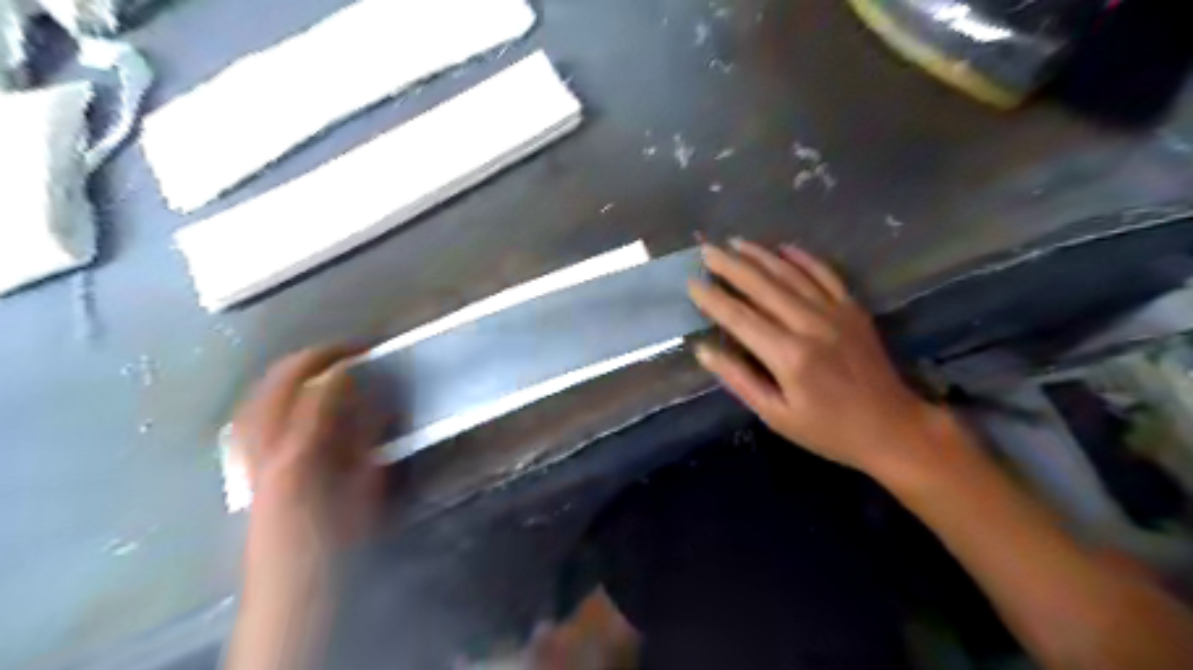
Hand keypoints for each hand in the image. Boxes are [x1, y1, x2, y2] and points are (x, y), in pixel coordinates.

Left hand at [231, 351, 381, 579]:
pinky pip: (247, 424)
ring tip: (311, 365)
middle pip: (275, 389)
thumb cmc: (341, 544)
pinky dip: (265, 403)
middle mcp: (266, 452)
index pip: (318, 395)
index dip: (341, 368)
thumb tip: (378, 403)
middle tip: (340, 349)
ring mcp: (250, 462)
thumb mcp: (368, 491)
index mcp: (301, 457)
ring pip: (254, 402)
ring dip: (282, 376)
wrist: (292, 593)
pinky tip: (283, 402)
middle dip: (307, 360)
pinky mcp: (247, 474)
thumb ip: (370, 443)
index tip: (365, 354)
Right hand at [691, 239, 952, 479]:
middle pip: (762, 286)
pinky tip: (783, 247)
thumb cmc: (827, 430)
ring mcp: (835, 312)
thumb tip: (703, 350)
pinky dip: (803, 258)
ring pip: (790, 274)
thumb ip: (739, 379)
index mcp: (788, 356)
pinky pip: (825, 274)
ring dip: (760, 255)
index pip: (739, 318)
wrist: (893, 427)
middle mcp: (810, 325)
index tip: (691, 284)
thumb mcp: (776, 415)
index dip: (712, 299)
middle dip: (730, 266)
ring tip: (735, 242)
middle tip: (706, 250)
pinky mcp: (853, 308)